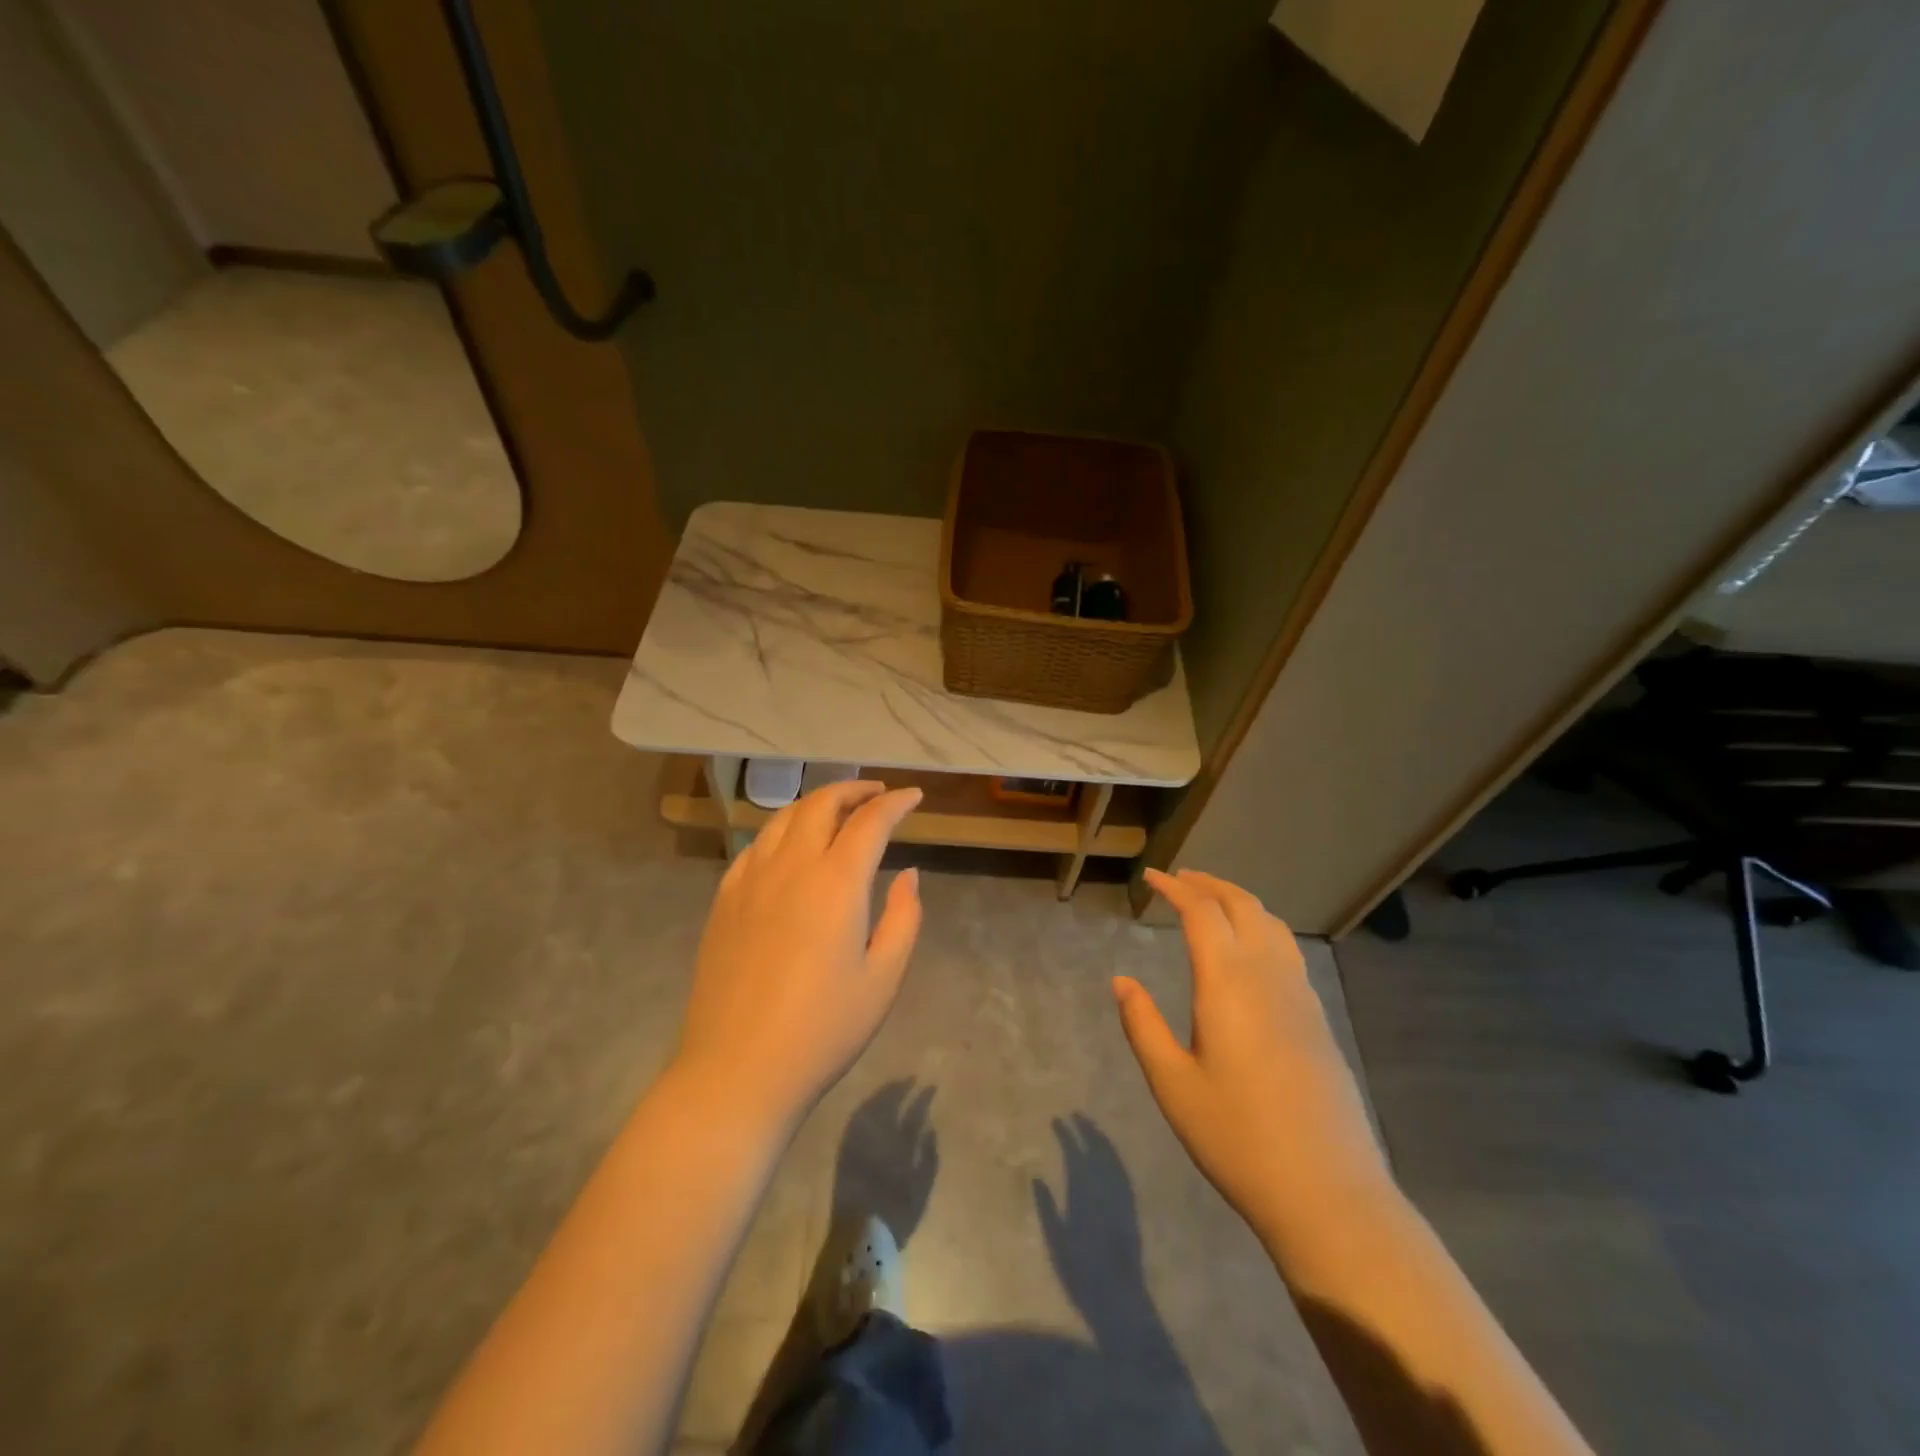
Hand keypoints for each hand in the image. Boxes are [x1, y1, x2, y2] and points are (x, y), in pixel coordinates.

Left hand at [673, 781, 923, 1128]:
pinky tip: (790, 847)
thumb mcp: (883, 979)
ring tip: (837, 811)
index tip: (914, 796)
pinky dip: (782, 831)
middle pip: (821, 804)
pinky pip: (756, 846)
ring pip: (784, 818)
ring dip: (815, 804)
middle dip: (853, 790)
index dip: (896, 803)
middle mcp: (791, 867)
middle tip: (877, 794)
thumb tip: (908, 875)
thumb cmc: (822, 1030)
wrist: (737, 1070)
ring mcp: (750, 880)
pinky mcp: (724, 900)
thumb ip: (903, 918)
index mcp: (836, 883)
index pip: (870, 822)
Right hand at [1115, 869, 1392, 1251]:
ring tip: (1212, 901)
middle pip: (1242, 905)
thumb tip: (1121, 981)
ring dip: (1239, 901)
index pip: (1202, 912)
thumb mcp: (1172, 1084)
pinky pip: (1288, 950)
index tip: (1151, 878)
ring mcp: (1300, 995)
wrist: (1327, 1192)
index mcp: (1228, 983)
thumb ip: (1143, 1025)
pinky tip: (1251, 949)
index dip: (1175, 888)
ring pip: (1272, 924)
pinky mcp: (1318, 1019)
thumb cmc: (1237, 1137)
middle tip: (1180, 879)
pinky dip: (1262, 927)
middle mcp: (1268, 976)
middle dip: (1209, 884)